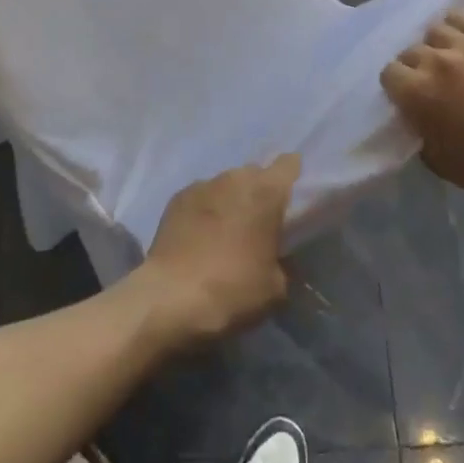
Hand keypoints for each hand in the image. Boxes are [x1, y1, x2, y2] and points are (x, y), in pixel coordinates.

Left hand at [137, 155, 300, 348]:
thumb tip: (276, 256)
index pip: (289, 164)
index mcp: (266, 192)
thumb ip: (283, 261)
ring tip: (227, 230)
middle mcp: (235, 178)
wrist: (170, 298)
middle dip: (259, 192)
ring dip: (231, 200)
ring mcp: (202, 185)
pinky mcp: (177, 198)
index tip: (293, 195)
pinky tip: (200, 235)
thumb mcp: (275, 288)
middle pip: (255, 173)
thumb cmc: (232, 290)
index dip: (293, 175)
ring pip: (226, 184)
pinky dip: (205, 210)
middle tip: (260, 222)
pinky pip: (201, 196)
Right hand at [381, 11, 463, 211]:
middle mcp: (436, 60)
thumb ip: (419, 130)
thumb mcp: (437, 161)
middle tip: (432, 82)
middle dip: (416, 66)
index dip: (398, 86)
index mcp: (417, 92)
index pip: (389, 72)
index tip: (408, 96)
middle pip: (411, 50)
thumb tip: (416, 114)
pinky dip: (460, 27)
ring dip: (437, 45)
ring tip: (450, 58)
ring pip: (436, 29)